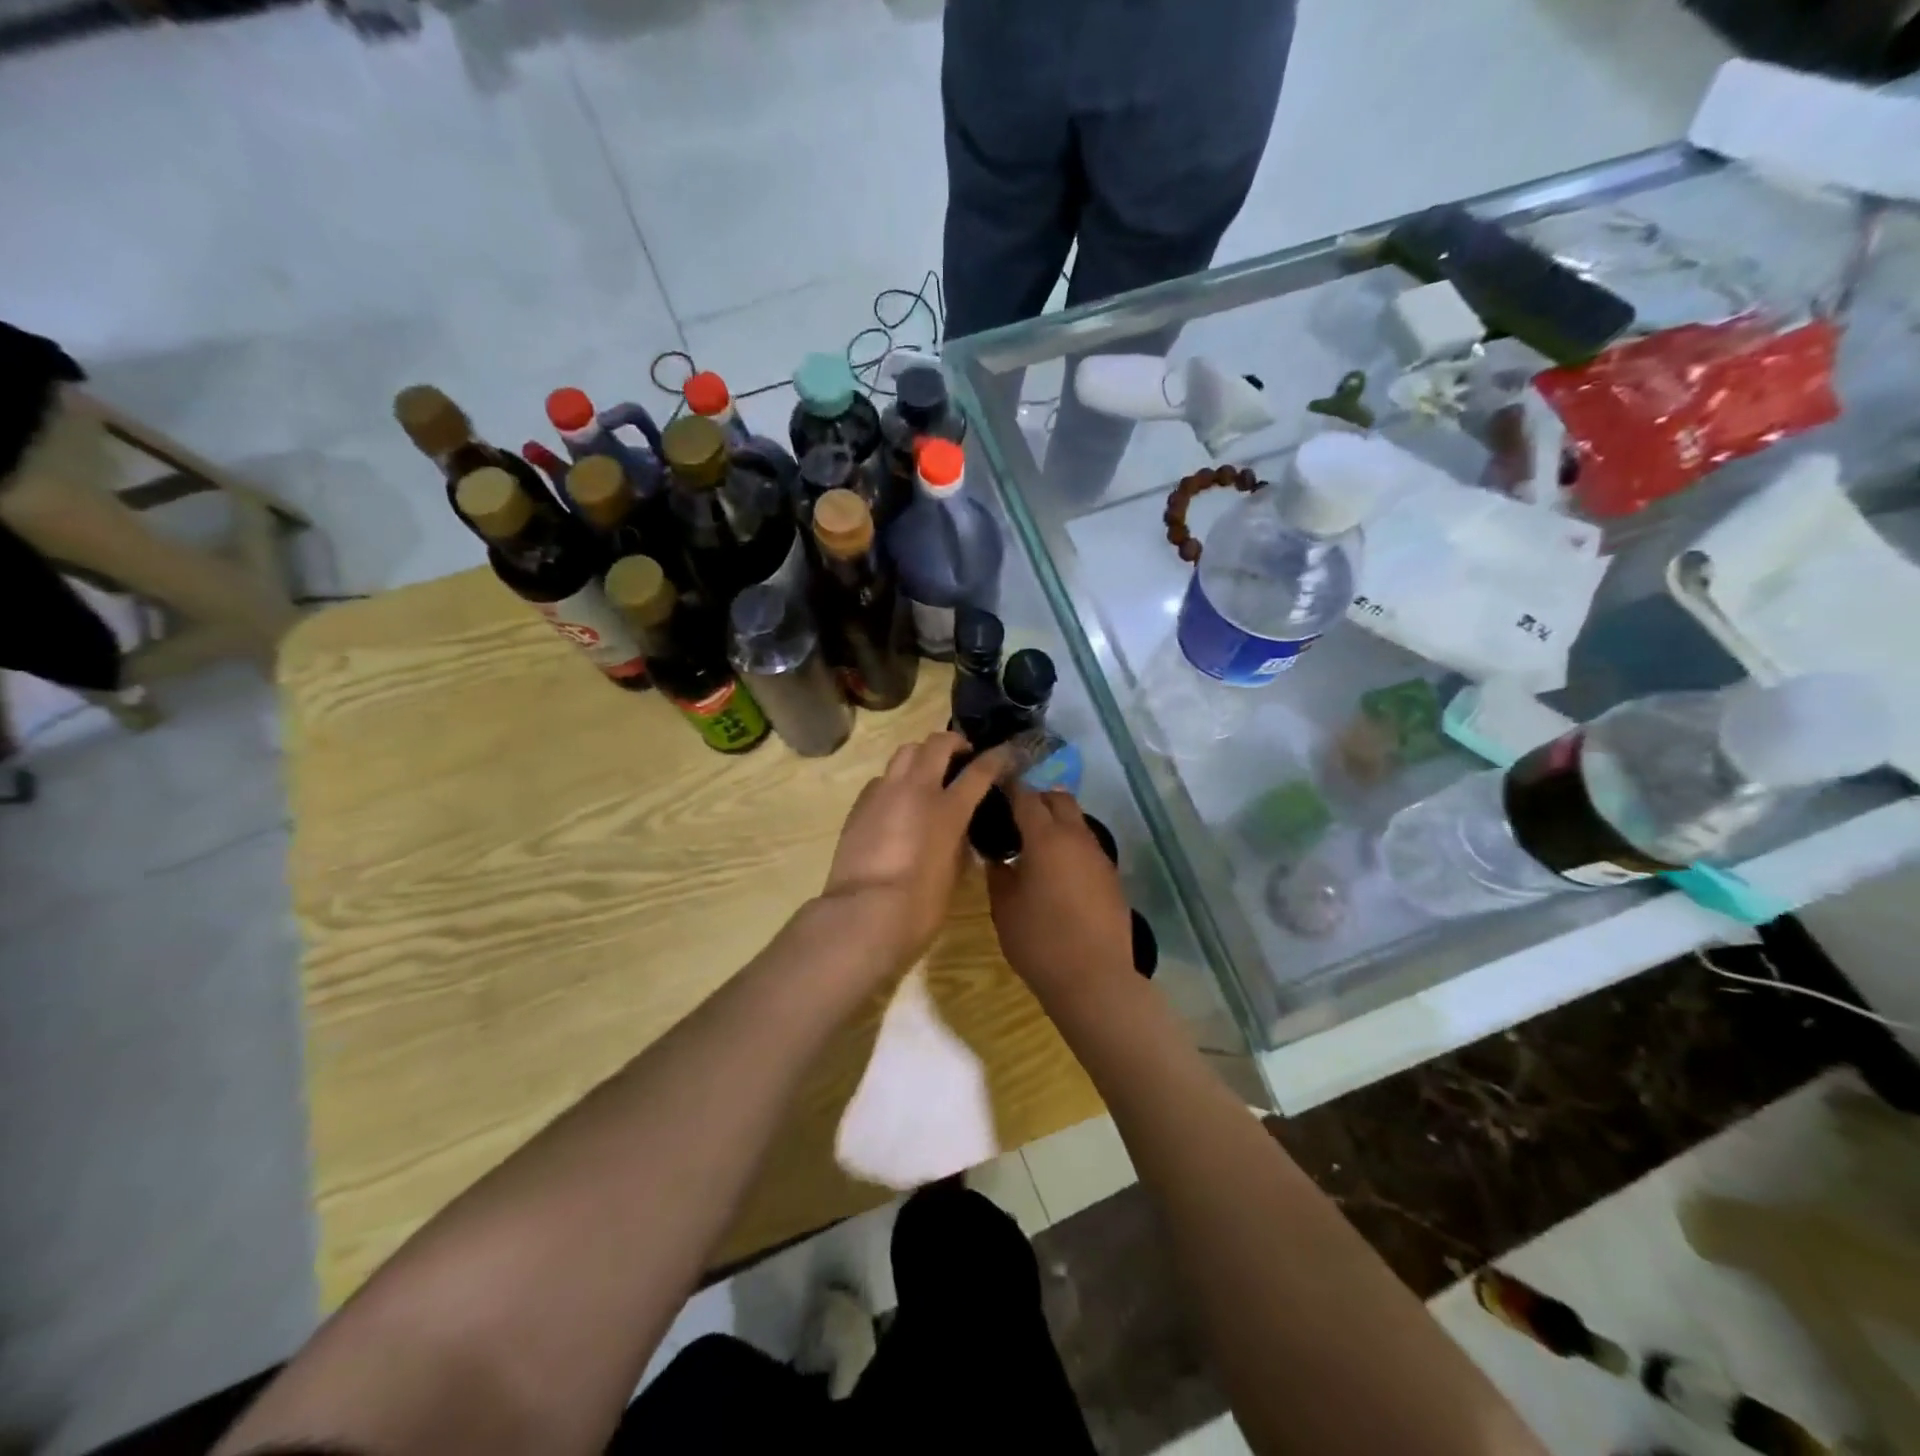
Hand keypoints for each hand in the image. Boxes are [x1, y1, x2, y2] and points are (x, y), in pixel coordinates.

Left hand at [820, 732, 1004, 974]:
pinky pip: (882, 779)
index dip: (996, 757)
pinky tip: (897, 803)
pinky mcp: (859, 804)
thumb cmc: (921, 903)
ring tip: (927, 774)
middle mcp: (916, 789)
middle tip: (961, 757)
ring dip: (922, 755)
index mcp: (948, 808)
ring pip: (905, 752)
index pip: (980, 770)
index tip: (1005, 753)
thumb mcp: (954, 870)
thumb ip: (960, 839)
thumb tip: (959, 828)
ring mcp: (884, 793)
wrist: (865, 912)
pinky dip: (895, 782)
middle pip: (937, 743)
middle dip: (954, 743)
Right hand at [986, 786, 1134, 1006]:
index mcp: (1046, 838)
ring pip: (1077, 822)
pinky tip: (1058, 872)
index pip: (1026, 797)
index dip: (1010, 789)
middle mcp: (1077, 837)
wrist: (1094, 978)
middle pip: (1059, 799)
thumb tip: (999, 857)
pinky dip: (1071, 847)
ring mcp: (1099, 856)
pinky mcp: (1112, 877)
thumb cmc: (1040, 940)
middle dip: (1038, 799)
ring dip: (1057, 823)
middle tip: (1016, 817)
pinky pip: (1088, 848)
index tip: (996, 789)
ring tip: (1035, 846)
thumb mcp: (1004, 907)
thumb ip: (998, 874)